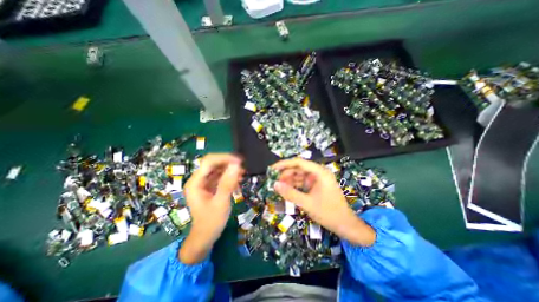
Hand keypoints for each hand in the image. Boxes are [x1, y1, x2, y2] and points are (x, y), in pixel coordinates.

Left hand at [180, 154, 243, 262]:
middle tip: (243, 168)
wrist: (205, 237)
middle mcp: (198, 180)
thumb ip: (228, 183)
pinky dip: (230, 176)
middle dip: (228, 163)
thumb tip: (236, 165)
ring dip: (230, 169)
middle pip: (213, 163)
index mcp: (195, 183)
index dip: (224, 158)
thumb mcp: (221, 203)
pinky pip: (220, 176)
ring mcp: (204, 183)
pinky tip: (238, 180)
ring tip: (243, 174)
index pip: (209, 162)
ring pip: (218, 169)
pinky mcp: (210, 187)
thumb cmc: (211, 222)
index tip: (240, 161)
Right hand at [274, 159, 375, 246]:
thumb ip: (290, 194)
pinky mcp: (316, 186)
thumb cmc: (329, 213)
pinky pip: (302, 183)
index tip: (272, 169)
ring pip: (299, 176)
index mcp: (320, 172)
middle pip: (298, 168)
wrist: (346, 225)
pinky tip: (287, 190)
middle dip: (286, 174)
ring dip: (289, 180)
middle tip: (274, 182)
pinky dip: (294, 186)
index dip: (284, 164)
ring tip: (278, 187)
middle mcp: (319, 173)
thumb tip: (275, 185)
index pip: (299, 162)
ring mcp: (318, 179)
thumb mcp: (307, 204)